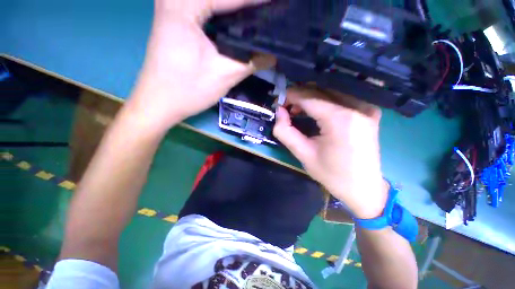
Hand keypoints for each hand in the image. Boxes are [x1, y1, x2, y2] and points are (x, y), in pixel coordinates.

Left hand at [126, 0, 274, 131]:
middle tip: (266, 13)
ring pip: (212, 2)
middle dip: (245, 5)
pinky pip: (204, 9)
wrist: (158, 103)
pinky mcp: (174, 19)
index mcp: (184, 5)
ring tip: (254, 17)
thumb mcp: (225, 76)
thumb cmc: (188, 91)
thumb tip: (274, 55)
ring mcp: (172, 7)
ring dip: (233, 8)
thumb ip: (252, 62)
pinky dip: (222, 13)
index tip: (278, 6)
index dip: (258, 2)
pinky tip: (236, 22)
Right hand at [273, 88, 387, 218]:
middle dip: (300, 96)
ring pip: (330, 93)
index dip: (291, 96)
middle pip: (321, 92)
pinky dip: (324, 102)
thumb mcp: (303, 154)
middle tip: (286, 107)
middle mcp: (357, 107)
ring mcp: (366, 108)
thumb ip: (286, 131)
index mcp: (341, 119)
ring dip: (311, 98)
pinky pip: (341, 99)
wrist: (363, 188)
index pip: (309, 97)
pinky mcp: (369, 112)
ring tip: (298, 110)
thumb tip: (279, 111)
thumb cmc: (332, 175)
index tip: (279, 101)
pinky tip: (315, 112)